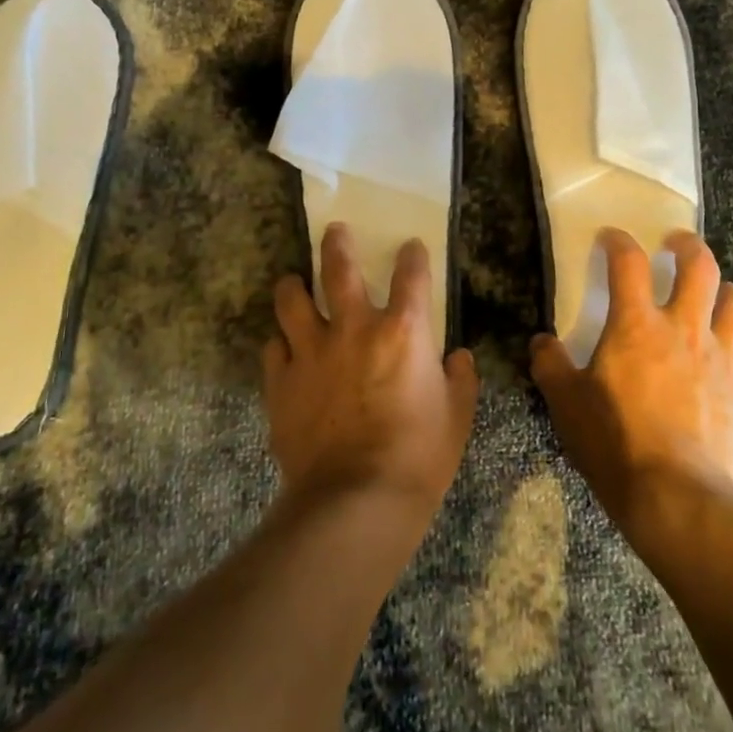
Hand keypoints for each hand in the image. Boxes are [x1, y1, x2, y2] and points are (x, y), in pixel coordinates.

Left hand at [264, 224, 478, 524]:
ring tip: (293, 282)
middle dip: (337, 244)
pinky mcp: (281, 382)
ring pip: (292, 301)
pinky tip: (284, 349)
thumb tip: (457, 358)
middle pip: (338, 269)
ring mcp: (311, 352)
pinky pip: (273, 348)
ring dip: (293, 287)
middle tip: (335, 230)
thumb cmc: (419, 457)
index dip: (413, 255)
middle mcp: (354, 328)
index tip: (411, 246)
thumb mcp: (457, 418)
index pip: (411, 275)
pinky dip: (280, 344)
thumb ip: (459, 380)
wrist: (356, 501)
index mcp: (403, 331)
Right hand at [531, 229, 732, 525]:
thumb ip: (551, 365)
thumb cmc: (615, 442)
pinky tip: (728, 363)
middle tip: (676, 244)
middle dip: (688, 247)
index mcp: (637, 325)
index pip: (629, 263)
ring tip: (713, 295)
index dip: (618, 242)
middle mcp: (685, 330)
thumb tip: (542, 342)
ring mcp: (724, 360)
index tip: (611, 238)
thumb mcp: (565, 403)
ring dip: (725, 291)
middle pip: (700, 267)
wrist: (676, 497)